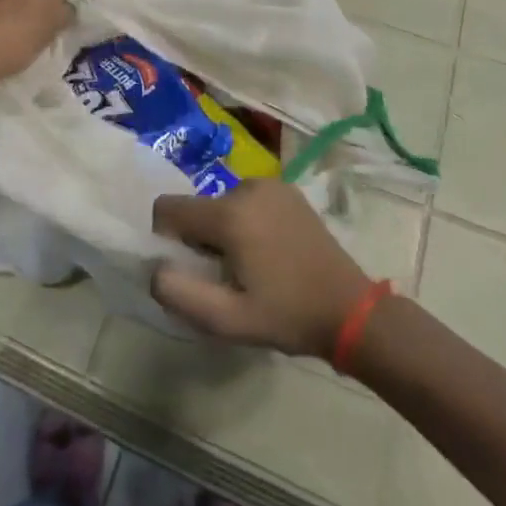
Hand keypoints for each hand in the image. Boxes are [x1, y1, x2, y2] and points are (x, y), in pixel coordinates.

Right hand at [151, 180, 370, 357]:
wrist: (352, 311)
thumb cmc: (287, 315)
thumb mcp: (227, 320)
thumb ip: (178, 293)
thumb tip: (153, 268)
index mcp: (229, 213)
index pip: (167, 208)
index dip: (167, 240)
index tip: (193, 269)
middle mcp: (246, 186)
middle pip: (197, 208)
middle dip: (199, 240)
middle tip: (228, 276)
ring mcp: (271, 185)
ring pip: (221, 204)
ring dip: (223, 231)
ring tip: (252, 266)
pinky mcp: (288, 190)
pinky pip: (246, 201)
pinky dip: (246, 222)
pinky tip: (270, 252)